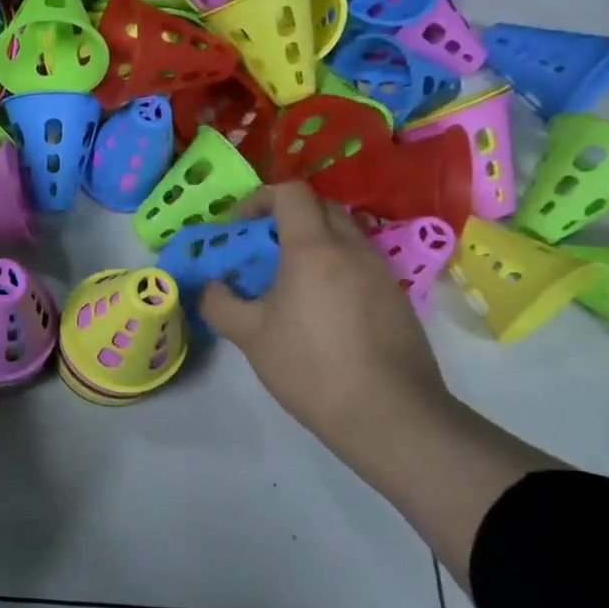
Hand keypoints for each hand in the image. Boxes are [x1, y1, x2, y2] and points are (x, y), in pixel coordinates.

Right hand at [201, 183, 450, 452]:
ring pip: (344, 234)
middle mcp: (353, 249)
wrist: (389, 414)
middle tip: (261, 249)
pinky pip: (360, 262)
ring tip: (288, 280)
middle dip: (286, 217)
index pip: (291, 193)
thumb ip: (219, 303)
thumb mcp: (249, 336)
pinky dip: (335, 266)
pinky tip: (320, 308)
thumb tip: (211, 287)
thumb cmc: (310, 367)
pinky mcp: (397, 297)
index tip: (238, 227)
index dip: (259, 199)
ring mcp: (381, 272)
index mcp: (314, 249)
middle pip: (321, 207)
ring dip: (312, 242)